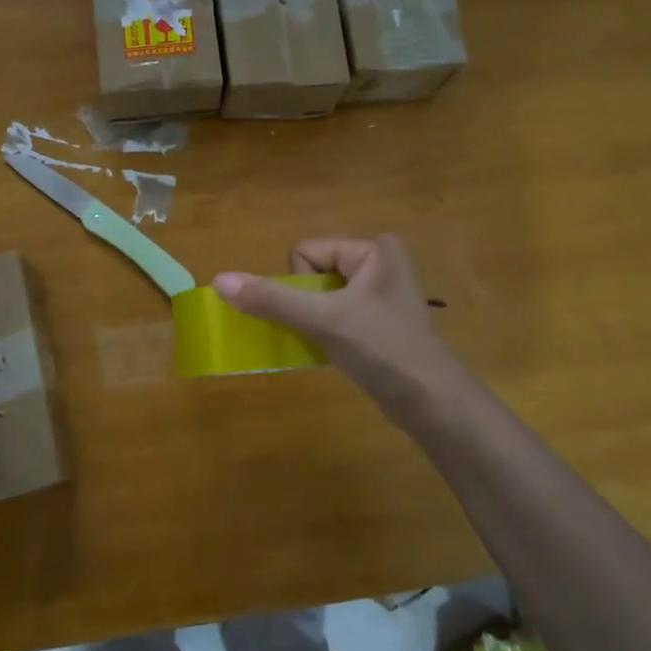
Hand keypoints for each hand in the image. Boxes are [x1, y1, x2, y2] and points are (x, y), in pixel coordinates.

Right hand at [212, 235, 457, 412]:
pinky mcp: (377, 321)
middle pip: (311, 273)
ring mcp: (379, 293)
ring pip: (319, 297)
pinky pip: (334, 315)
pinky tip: (339, 353)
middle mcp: (379, 262)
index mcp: (373, 248)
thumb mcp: (323, 320)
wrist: (430, 402)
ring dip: (314, 321)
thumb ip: (271, 299)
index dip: (301, 286)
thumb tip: (220, 280)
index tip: (325, 314)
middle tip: (332, 330)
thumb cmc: (381, 349)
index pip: (306, 252)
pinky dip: (326, 332)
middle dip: (307, 305)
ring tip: (337, 343)